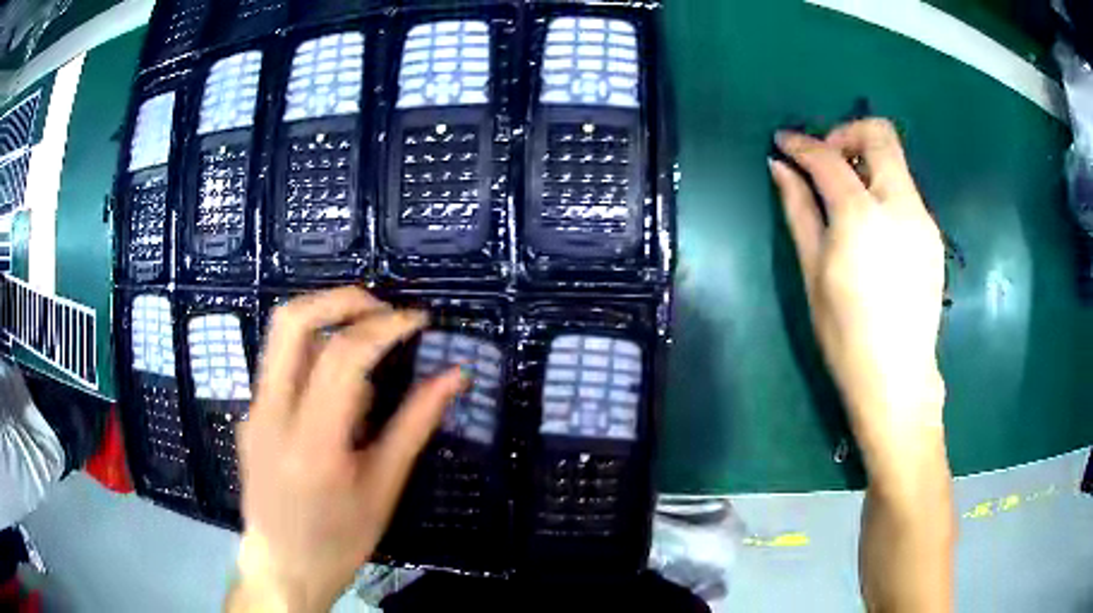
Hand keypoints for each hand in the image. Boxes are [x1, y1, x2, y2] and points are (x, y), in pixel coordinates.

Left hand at [229, 288, 464, 611]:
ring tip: (366, 342)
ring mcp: (253, 411)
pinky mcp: (249, 414)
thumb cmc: (340, 540)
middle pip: (292, 321)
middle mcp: (272, 415)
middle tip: (382, 308)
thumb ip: (415, 425)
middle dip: (342, 299)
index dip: (386, 325)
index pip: (343, 355)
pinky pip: (280, 365)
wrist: (282, 565)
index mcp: (312, 443)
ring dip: (325, 320)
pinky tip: (338, 389)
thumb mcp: (384, 489)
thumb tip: (454, 377)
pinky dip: (313, 355)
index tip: (418, 320)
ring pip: (280, 335)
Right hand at [770, 119, 945, 471]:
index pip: (829, 157)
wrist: (896, 378)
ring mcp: (924, 220)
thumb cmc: (845, 334)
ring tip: (845, 195)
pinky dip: (882, 187)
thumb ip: (800, 210)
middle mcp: (901, 206)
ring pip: (895, 161)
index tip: (784, 142)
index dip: (802, 143)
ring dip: (865, 162)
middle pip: (880, 134)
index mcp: (864, 218)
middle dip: (846, 133)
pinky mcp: (933, 235)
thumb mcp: (812, 272)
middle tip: (825, 160)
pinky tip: (871, 224)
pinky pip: (905, 190)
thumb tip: (781, 167)